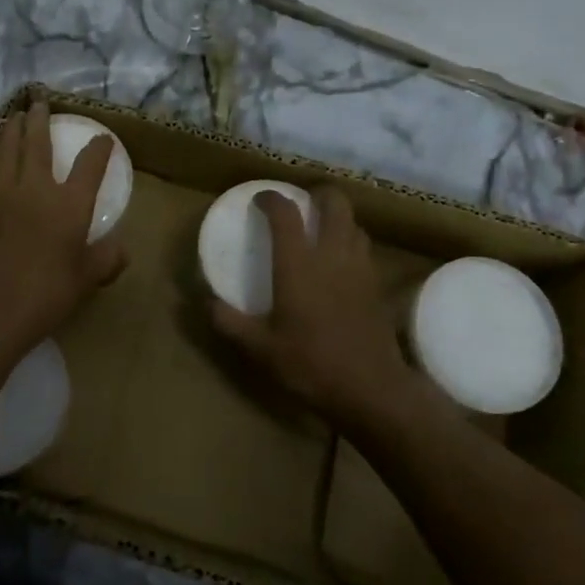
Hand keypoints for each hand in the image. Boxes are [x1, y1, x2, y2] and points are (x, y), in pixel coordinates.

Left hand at [0, 100, 126, 356]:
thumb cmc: (45, 296)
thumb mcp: (86, 280)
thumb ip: (106, 259)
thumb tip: (122, 248)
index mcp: (69, 205)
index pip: (89, 166)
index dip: (98, 149)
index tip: (103, 139)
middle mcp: (35, 188)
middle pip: (37, 143)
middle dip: (41, 120)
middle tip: (39, 103)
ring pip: (6, 148)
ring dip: (12, 129)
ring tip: (15, 117)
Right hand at [210, 186, 407, 423]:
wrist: (371, 389)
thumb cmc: (311, 364)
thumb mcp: (260, 349)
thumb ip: (230, 322)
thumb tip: (206, 303)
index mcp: (298, 264)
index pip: (285, 213)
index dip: (272, 198)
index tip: (260, 199)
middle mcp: (331, 255)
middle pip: (334, 203)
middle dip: (318, 194)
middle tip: (303, 203)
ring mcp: (360, 268)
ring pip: (354, 223)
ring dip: (338, 218)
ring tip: (321, 230)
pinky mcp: (377, 285)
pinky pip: (365, 249)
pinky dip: (352, 243)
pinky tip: (341, 263)